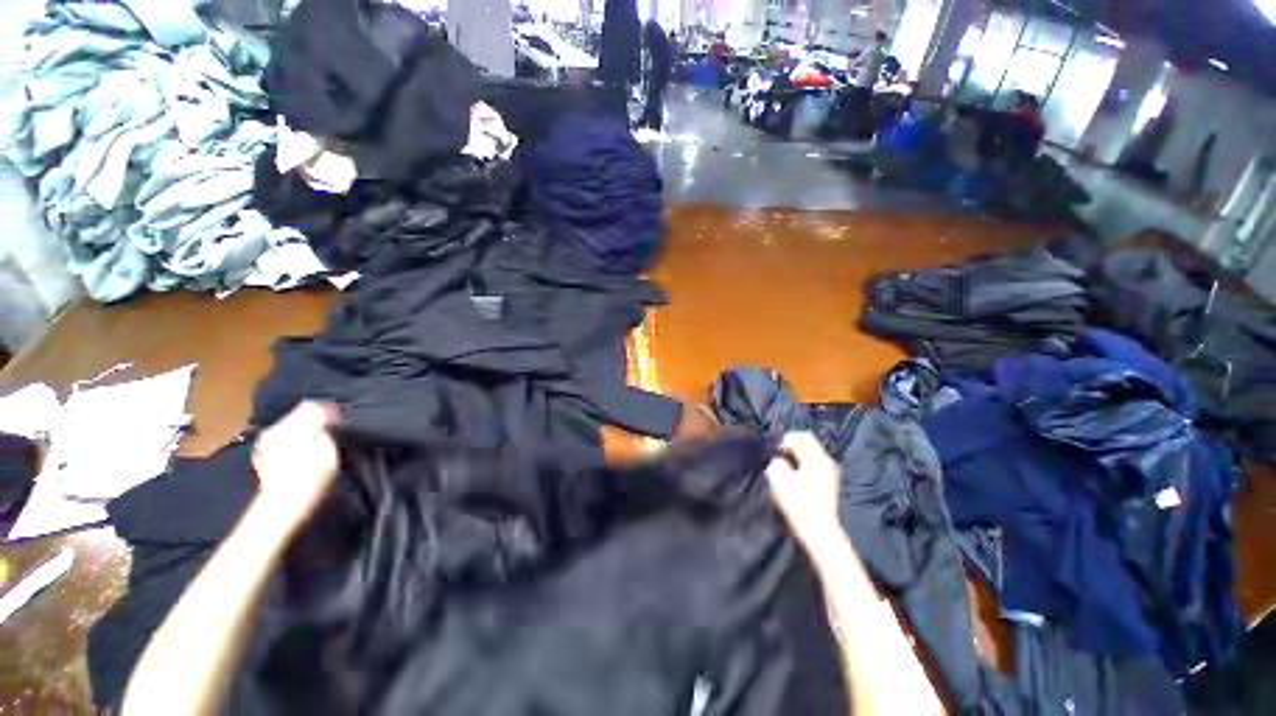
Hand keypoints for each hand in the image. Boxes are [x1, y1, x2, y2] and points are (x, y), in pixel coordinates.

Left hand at [251, 401, 339, 529]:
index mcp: (296, 427)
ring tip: (316, 434)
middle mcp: (279, 428)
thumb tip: (327, 423)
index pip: (315, 407)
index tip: (340, 418)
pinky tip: (299, 444)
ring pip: (289, 421)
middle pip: (299, 411)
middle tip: (331, 424)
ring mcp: (267, 439)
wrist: (280, 505)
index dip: (330, 410)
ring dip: (303, 424)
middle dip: (315, 415)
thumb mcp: (329, 455)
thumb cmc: (311, 481)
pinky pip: (280, 433)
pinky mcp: (262, 450)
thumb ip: (327, 434)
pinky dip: (291, 434)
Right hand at [765, 432, 841, 549]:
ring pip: (810, 453)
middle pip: (807, 443)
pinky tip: (793, 476)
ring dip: (795, 456)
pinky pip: (813, 464)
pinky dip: (802, 464)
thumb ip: (776, 462)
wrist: (819, 533)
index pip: (801, 436)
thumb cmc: (798, 505)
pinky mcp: (829, 482)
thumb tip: (776, 457)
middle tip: (776, 457)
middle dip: (790, 447)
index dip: (784, 440)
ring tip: (783, 466)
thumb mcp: (780, 480)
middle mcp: (826, 462)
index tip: (773, 451)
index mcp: (817, 459)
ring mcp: (830, 472)